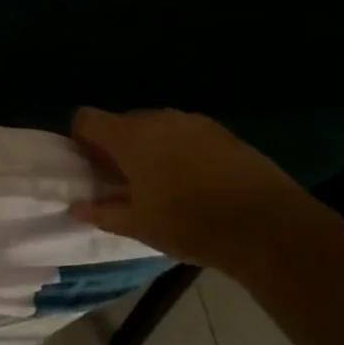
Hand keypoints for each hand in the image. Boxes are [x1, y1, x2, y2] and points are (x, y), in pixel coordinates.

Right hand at [69, 107, 333, 269]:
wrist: (266, 226)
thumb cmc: (189, 224)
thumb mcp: (139, 226)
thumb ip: (103, 212)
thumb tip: (76, 207)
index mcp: (129, 136)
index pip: (86, 119)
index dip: (81, 140)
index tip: (91, 168)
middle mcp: (157, 118)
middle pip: (122, 122)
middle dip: (117, 147)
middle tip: (124, 182)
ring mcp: (193, 121)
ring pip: (156, 127)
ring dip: (150, 148)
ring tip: (162, 184)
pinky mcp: (222, 131)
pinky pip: (186, 134)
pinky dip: (180, 150)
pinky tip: (195, 182)